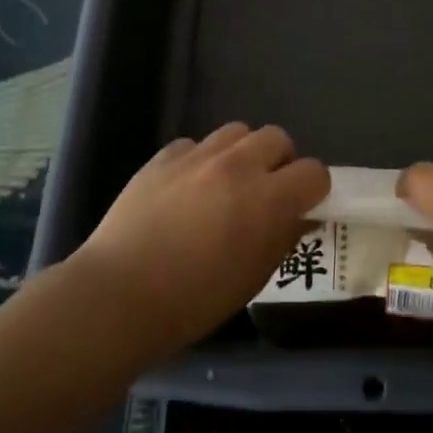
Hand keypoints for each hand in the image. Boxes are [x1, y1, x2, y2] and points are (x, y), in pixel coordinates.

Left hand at [76, 124, 328, 356]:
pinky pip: (194, 145)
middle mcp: (238, 165)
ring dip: (242, 154)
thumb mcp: (253, 278)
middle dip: (280, 162)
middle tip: (265, 192)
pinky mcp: (162, 158)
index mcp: (268, 199)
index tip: (302, 207)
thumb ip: (283, 239)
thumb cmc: (194, 300)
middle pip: (277, 138)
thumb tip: (300, 218)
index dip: (313, 190)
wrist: (119, 295)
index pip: (314, 172)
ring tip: (227, 183)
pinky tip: (187, 189)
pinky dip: (201, 160)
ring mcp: (197, 156)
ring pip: (237, 132)